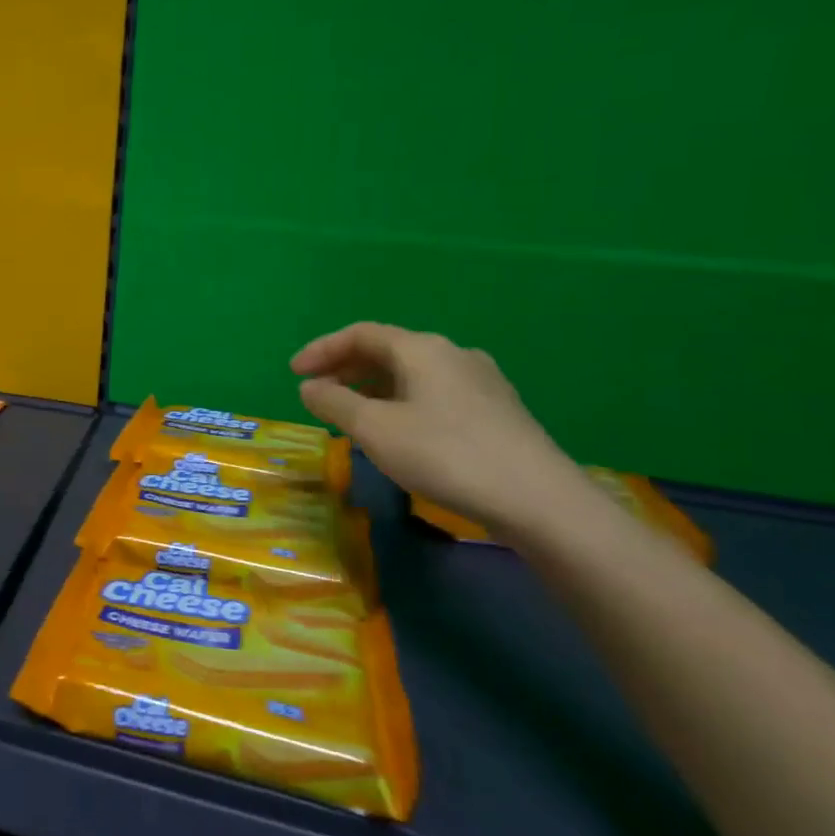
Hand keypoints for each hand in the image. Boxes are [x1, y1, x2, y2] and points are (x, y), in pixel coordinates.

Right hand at [292, 322, 589, 535]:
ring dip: (372, 389)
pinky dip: (400, 403)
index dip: (322, 349)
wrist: (540, 501)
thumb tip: (309, 387)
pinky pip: (433, 394)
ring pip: (411, 375)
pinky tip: (397, 434)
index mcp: (422, 350)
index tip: (294, 374)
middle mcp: (453, 355)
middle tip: (317, 395)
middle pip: (387, 351)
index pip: (360, 334)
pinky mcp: (496, 412)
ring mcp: (481, 383)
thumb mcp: (375, 429)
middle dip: (345, 369)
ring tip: (350, 417)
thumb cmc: (446, 455)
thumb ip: (334, 403)